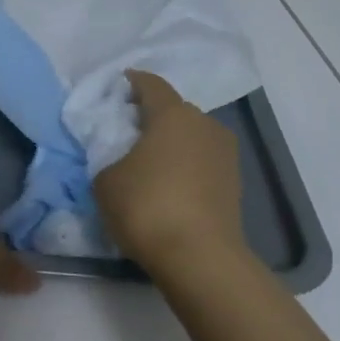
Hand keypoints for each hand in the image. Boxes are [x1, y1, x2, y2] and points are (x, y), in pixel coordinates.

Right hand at [93, 70, 247, 278]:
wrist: (200, 258)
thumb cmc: (147, 207)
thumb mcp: (106, 179)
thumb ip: (109, 156)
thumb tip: (123, 158)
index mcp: (172, 114)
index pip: (151, 84)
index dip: (132, 82)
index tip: (118, 86)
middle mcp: (204, 125)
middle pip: (174, 111)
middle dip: (152, 116)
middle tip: (127, 131)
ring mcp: (225, 154)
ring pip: (191, 137)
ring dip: (171, 143)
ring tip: (148, 162)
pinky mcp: (234, 183)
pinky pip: (201, 162)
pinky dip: (185, 166)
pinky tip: (168, 184)